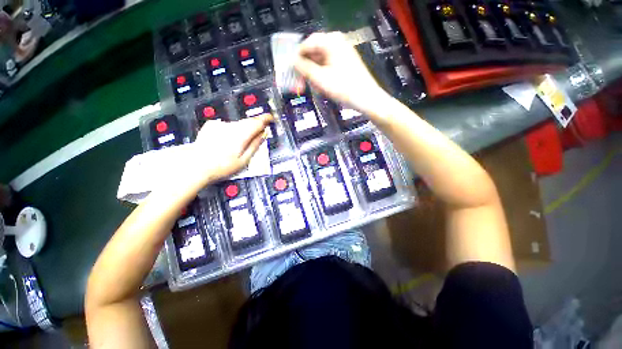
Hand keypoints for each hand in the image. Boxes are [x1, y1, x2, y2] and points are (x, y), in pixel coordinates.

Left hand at [187, 114, 272, 186]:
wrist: (195, 165)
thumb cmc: (223, 166)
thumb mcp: (243, 160)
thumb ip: (255, 145)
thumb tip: (263, 134)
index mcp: (241, 135)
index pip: (257, 122)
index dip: (265, 119)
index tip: (271, 118)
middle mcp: (231, 126)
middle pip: (248, 122)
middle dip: (255, 126)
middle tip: (258, 135)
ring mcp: (220, 125)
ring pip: (238, 124)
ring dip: (243, 130)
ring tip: (240, 143)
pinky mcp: (211, 126)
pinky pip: (227, 126)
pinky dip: (231, 130)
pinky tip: (226, 141)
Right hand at [294, 32, 388, 116]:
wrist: (366, 98)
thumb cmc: (343, 88)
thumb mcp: (320, 79)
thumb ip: (304, 68)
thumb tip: (292, 62)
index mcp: (331, 41)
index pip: (307, 43)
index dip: (297, 57)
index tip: (291, 71)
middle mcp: (337, 42)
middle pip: (314, 52)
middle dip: (305, 68)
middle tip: (299, 83)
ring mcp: (342, 52)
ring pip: (320, 60)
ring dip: (313, 74)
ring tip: (310, 87)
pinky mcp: (346, 62)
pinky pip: (328, 65)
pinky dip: (322, 75)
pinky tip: (320, 86)